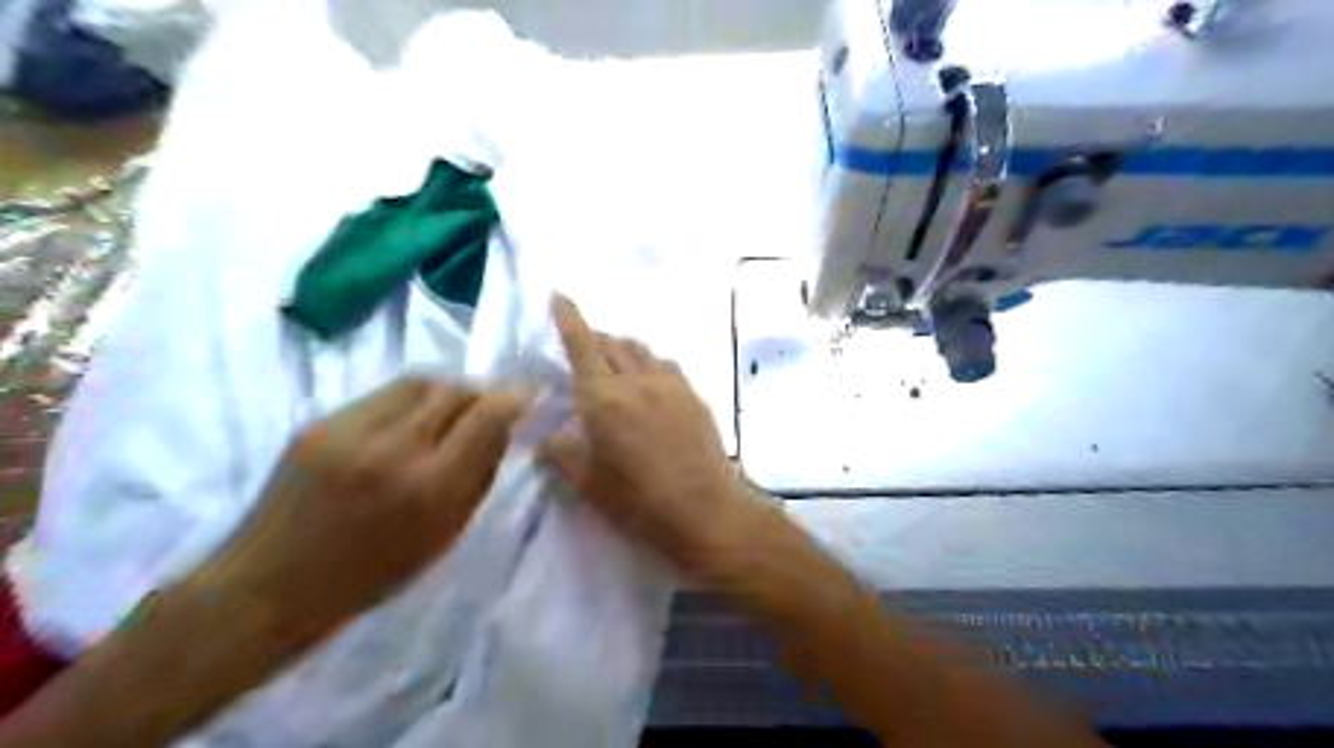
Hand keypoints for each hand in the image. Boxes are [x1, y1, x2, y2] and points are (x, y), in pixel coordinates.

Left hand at [192, 381, 525, 641]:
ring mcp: (349, 429)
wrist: (270, 585)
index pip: (486, 416)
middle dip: (480, 393)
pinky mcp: (320, 420)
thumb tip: (503, 427)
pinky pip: (385, 394)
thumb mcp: (444, 535)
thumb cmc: (371, 575)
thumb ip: (478, 475)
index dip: (512, 399)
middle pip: (454, 388)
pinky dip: (411, 400)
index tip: (525, 398)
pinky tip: (408, 422)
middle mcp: (392, 448)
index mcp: (429, 487)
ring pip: (420, 381)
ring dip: (447, 390)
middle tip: (487, 407)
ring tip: (450, 411)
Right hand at [540, 299, 748, 573]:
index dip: (568, 317)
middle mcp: (637, 380)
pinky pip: (666, 366)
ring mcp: (671, 385)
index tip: (559, 295)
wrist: (705, 510)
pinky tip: (649, 382)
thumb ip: (559, 453)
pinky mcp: (694, 396)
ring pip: (641, 351)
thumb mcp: (586, 483)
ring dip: (622, 348)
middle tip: (581, 347)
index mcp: (604, 397)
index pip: (581, 344)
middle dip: (592, 337)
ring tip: (614, 363)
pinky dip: (649, 364)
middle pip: (611, 343)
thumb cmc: (639, 501)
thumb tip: (546, 437)